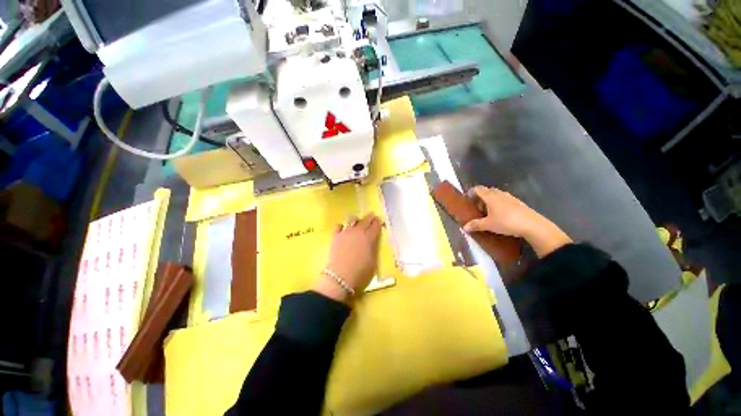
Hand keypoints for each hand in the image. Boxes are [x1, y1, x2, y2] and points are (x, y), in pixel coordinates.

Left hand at [313, 213, 382, 302]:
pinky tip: (343, 229)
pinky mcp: (335, 236)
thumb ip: (373, 248)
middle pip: (365, 220)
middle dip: (370, 217)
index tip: (379, 220)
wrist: (340, 277)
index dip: (378, 222)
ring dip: (356, 220)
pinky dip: (342, 226)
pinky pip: (339, 226)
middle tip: (372, 216)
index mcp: (369, 237)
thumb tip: (372, 241)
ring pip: (352, 220)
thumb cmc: (360, 272)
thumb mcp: (373, 261)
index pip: (375, 226)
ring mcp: (346, 232)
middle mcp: (358, 232)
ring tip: (357, 222)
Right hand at [463, 186, 571, 257]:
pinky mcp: (518, 202)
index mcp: (490, 197)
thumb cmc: (506, 222)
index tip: (467, 198)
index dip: (471, 192)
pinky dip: (499, 204)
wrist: (532, 225)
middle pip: (487, 191)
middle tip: (477, 207)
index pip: (478, 189)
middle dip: (481, 197)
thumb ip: (476, 225)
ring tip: (488, 211)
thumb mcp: (488, 225)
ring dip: (490, 200)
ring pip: (497, 195)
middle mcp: (499, 194)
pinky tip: (500, 214)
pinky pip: (505, 199)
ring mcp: (510, 197)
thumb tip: (464, 228)